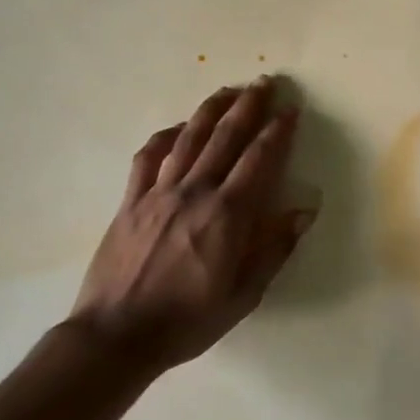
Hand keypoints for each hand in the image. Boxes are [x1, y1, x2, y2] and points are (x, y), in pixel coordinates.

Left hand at [71, 77, 313, 373]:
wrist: (116, 336)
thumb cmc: (187, 321)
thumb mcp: (244, 295)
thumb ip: (274, 249)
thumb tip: (304, 210)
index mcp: (228, 214)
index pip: (259, 159)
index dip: (278, 130)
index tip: (291, 109)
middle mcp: (195, 191)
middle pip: (226, 137)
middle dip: (248, 106)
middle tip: (264, 82)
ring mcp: (159, 193)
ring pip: (189, 138)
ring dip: (211, 110)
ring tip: (227, 90)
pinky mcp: (130, 201)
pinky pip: (149, 157)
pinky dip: (165, 136)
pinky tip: (177, 128)